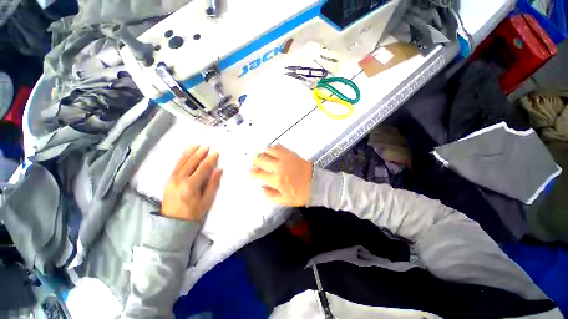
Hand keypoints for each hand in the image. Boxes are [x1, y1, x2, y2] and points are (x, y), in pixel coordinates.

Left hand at [161, 145, 222, 220]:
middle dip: (200, 153)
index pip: (203, 168)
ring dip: (190, 152)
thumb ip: (212, 184)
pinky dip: (181, 158)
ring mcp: (172, 179)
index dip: (210, 159)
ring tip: (196, 145)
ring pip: (182, 162)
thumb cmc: (193, 213)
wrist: (173, 223)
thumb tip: (218, 170)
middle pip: (191, 162)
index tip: (216, 152)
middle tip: (207, 146)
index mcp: (191, 185)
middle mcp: (180, 179)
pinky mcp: (168, 180)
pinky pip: (176, 166)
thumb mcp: (207, 201)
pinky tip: (186, 153)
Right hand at [250, 144, 312, 206]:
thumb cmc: (300, 194)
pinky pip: (278, 146)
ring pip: (268, 149)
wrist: (316, 183)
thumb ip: (270, 195)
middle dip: (255, 161)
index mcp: (276, 179)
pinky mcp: (291, 153)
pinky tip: (274, 153)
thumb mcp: (284, 200)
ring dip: (264, 153)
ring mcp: (285, 158)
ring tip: (266, 158)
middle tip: (256, 164)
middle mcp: (278, 166)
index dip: (251, 172)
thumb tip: (261, 188)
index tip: (250, 172)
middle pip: (260, 158)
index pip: (258, 173)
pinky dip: (273, 148)